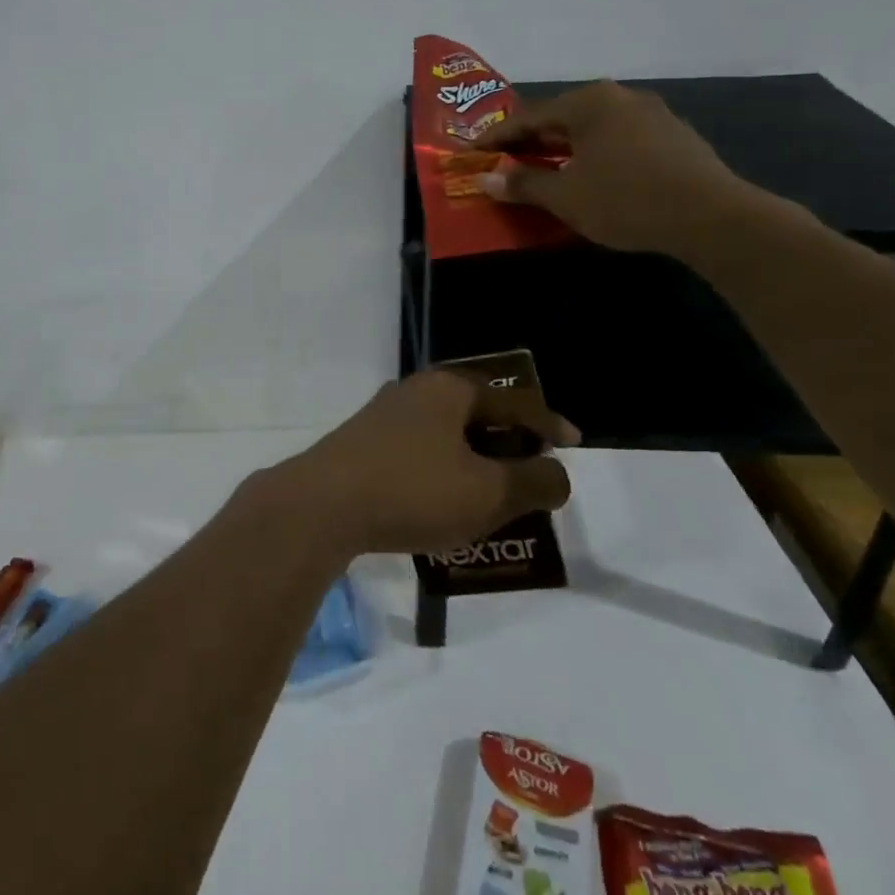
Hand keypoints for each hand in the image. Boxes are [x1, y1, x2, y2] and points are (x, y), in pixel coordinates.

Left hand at [273, 371, 575, 556]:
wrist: (322, 504)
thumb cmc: (413, 489)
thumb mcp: (488, 493)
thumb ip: (534, 483)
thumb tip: (557, 474)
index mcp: (450, 390)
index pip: (514, 402)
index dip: (548, 424)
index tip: (572, 444)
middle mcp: (417, 391)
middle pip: (478, 415)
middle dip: (508, 446)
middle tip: (532, 475)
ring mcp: (385, 415)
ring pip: (447, 436)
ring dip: (475, 463)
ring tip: (494, 495)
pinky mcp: (364, 442)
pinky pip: (420, 453)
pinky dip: (444, 473)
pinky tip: (445, 503)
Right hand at [472, 79, 757, 255]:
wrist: (713, 217)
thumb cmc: (626, 200)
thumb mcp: (564, 196)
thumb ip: (522, 184)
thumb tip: (485, 180)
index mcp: (588, 103)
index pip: (528, 117)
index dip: (496, 138)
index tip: (472, 153)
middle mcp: (619, 97)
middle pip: (561, 118)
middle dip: (530, 141)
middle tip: (503, 161)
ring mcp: (652, 114)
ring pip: (592, 128)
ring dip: (563, 148)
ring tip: (543, 169)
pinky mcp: (674, 136)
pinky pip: (618, 139)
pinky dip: (594, 153)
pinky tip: (590, 175)